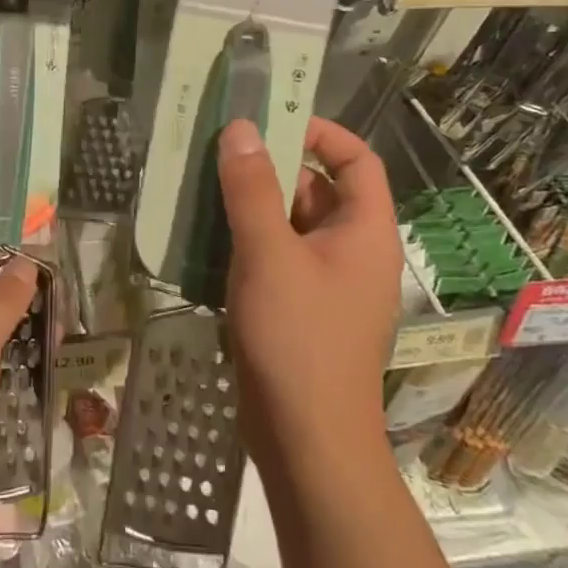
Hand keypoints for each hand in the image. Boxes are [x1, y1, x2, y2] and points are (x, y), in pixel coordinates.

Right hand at [216, 117, 400, 465]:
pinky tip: (205, 237)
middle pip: (317, 189)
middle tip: (221, 149)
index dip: (321, 133)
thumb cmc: (299, 340)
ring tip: (203, 185)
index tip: (273, 121)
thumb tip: (241, 128)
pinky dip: (246, 240)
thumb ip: (252, 189)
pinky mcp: (299, 310)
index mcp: (364, 231)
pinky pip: (275, 257)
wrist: (307, 446)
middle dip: (271, 167)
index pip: (358, 160)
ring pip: (290, 224)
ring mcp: (326, 283)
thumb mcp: (270, 254)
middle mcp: (352, 252)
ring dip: (251, 204)